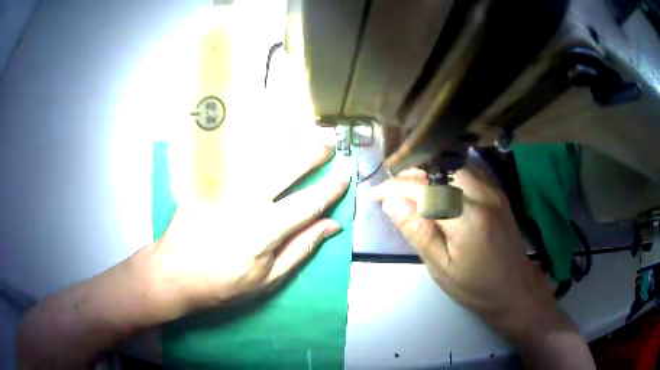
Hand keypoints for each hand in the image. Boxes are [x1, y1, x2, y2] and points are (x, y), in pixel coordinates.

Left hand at [148, 136, 349, 313]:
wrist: (175, 272)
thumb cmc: (223, 283)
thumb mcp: (268, 279)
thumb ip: (301, 248)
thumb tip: (331, 225)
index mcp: (265, 230)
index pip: (308, 201)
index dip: (331, 187)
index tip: (345, 176)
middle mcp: (247, 201)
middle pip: (286, 166)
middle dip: (313, 153)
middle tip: (328, 147)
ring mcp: (225, 187)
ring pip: (261, 153)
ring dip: (288, 142)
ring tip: (304, 139)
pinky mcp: (208, 181)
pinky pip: (236, 155)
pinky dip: (257, 144)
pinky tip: (268, 141)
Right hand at [371, 166, 554, 333]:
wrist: (515, 289)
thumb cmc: (476, 287)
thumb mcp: (441, 268)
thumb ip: (417, 232)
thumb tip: (391, 203)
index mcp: (468, 218)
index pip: (424, 188)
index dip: (395, 187)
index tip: (375, 195)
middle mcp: (483, 194)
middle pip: (439, 168)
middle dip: (410, 175)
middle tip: (390, 191)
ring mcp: (494, 190)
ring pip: (453, 165)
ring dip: (427, 172)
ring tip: (408, 188)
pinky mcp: (498, 191)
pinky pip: (467, 170)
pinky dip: (445, 173)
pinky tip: (435, 186)